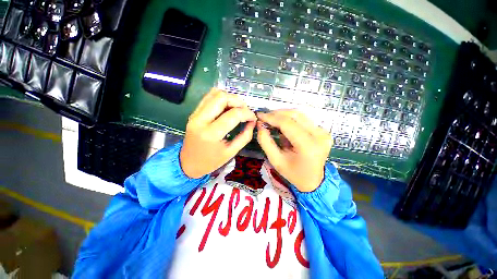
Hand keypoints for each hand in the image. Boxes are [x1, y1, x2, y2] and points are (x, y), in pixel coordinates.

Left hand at [180, 88, 256, 177]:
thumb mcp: (231, 152)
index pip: (233, 115)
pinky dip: (221, 98)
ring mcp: (195, 114)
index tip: (253, 118)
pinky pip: (208, 97)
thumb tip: (252, 122)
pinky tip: (227, 107)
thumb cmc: (211, 161)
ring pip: (214, 94)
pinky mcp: (194, 112)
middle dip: (238, 101)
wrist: (188, 163)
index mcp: (211, 134)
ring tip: (237, 108)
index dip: (247, 113)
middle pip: (222, 98)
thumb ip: (245, 136)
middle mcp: (201, 120)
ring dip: (230, 98)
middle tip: (245, 111)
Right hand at [256, 110, 332, 191]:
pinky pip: (303, 120)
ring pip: (299, 115)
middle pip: (295, 115)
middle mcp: (319, 136)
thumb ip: (266, 142)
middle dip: (277, 114)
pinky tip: (282, 125)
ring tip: (271, 120)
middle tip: (264, 117)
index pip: (288, 124)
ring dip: (283, 115)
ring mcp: (323, 132)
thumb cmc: (293, 174)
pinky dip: (290, 120)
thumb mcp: (276, 160)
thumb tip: (260, 125)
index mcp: (308, 146)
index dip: (272, 117)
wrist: (314, 180)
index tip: (259, 116)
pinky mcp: (323, 131)